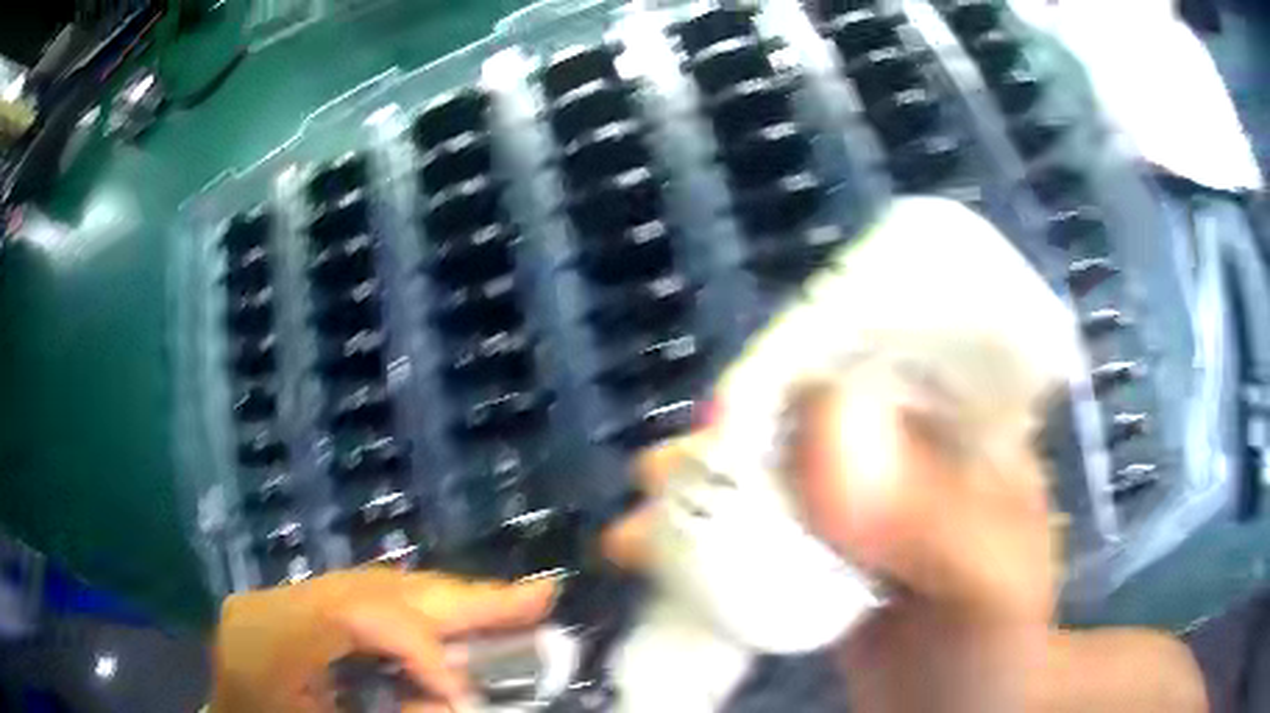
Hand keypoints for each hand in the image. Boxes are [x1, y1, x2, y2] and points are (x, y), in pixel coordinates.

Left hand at [210, 568, 554, 712]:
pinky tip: (460, 618)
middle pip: (377, 588)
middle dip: (461, 598)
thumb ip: (392, 711)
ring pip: (379, 588)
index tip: (464, 691)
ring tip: (515, 605)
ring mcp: (286, 599)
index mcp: (267, 635)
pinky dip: (422, 612)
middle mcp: (277, 602)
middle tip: (539, 596)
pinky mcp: (299, 607)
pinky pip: (370, 601)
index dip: (420, 646)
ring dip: (450, 601)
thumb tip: (454, 696)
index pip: (356, 613)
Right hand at [601, 361, 1056, 712]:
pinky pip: (758, 533)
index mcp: (966, 427)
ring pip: (771, 474)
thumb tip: (831, 420)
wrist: (966, 709)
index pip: (890, 357)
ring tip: (642, 529)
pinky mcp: (822, 555)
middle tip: (663, 476)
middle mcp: (909, 451)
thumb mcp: (990, 583)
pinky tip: (658, 559)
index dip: (808, 363)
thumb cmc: (997, 645)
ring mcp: (859, 505)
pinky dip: (706, 543)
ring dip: (704, 495)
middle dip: (731, 440)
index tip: (734, 404)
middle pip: (810, 414)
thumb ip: (933, 516)